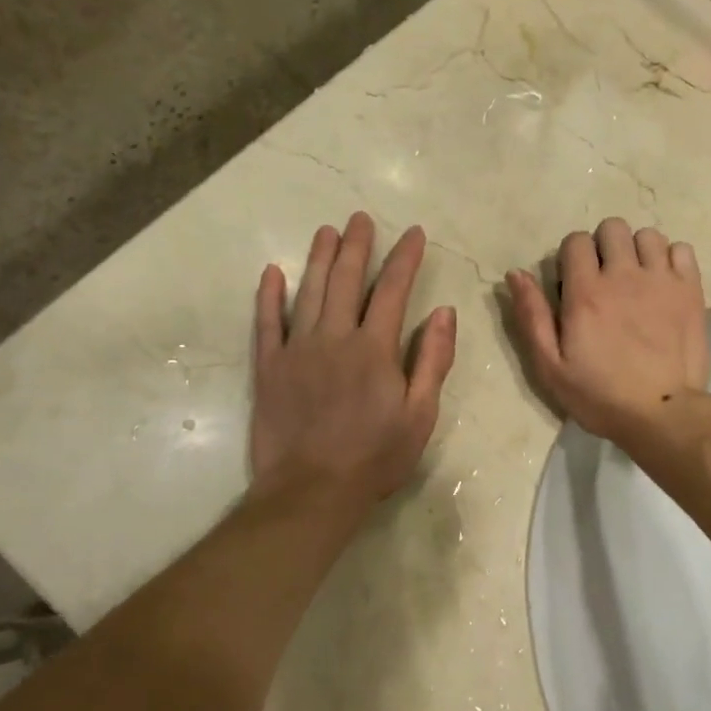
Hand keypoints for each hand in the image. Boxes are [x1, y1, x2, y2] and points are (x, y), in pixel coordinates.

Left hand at [250, 213, 456, 508]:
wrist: (312, 492)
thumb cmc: (375, 457)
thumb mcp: (421, 415)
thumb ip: (433, 360)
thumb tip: (444, 312)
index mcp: (375, 349)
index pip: (394, 290)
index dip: (405, 258)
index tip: (414, 233)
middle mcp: (334, 338)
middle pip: (346, 280)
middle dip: (357, 245)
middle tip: (361, 218)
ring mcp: (297, 350)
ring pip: (308, 292)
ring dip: (319, 258)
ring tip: (326, 231)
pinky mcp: (269, 368)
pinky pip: (267, 323)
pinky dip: (269, 296)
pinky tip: (273, 273)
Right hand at [506, 218, 708, 443]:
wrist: (662, 414)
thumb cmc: (600, 396)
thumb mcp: (551, 366)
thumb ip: (532, 316)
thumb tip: (515, 273)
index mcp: (586, 292)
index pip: (576, 240)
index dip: (571, 257)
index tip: (574, 284)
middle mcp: (624, 275)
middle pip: (613, 227)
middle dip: (604, 247)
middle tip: (606, 278)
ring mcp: (661, 280)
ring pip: (648, 235)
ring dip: (638, 251)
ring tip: (637, 279)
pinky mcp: (691, 290)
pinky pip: (682, 250)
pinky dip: (671, 259)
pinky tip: (665, 283)